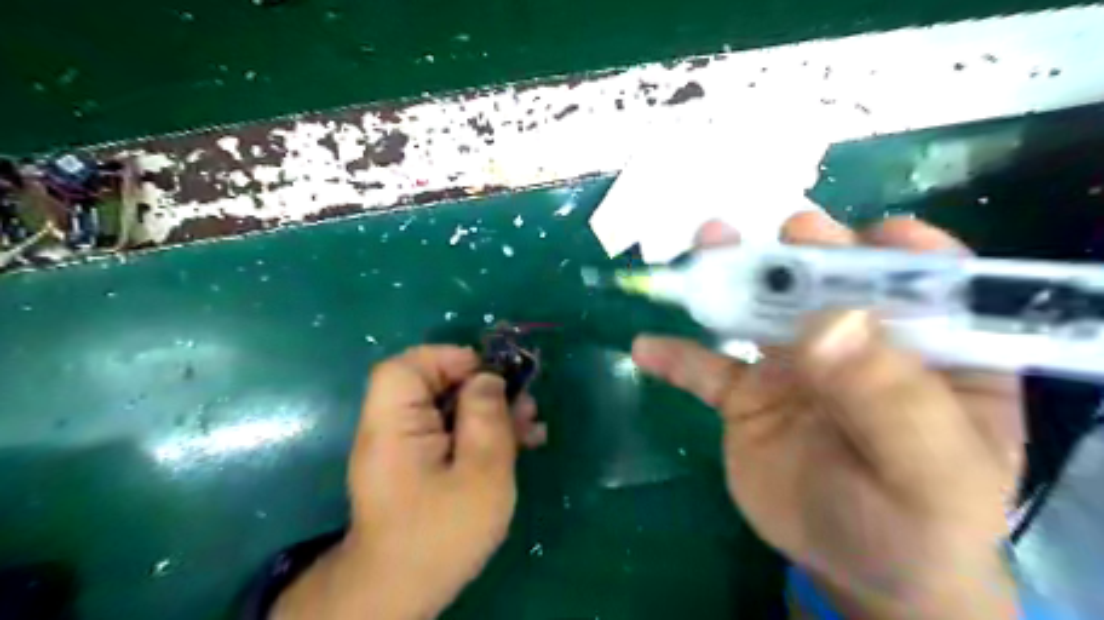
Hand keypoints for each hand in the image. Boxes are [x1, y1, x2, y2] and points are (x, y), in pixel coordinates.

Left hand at [274, 346, 544, 619]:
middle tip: (523, 402)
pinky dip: (481, 432)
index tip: (490, 375)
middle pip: (433, 385)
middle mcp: (391, 428)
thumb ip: (486, 418)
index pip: (406, 367)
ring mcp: (404, 447)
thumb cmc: (443, 533)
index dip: (448, 359)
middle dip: (482, 388)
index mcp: (393, 425)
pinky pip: (449, 432)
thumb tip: (488, 378)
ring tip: (530, 423)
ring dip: (489, 411)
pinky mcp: (418, 463)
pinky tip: (519, 443)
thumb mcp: (480, 472)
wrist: (405, 590)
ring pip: (448, 408)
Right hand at [630, 213, 1025, 619]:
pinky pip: (705, 369)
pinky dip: (675, 356)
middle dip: (806, 251)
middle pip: (829, 284)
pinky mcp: (746, 396)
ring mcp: (792, 367)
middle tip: (786, 232)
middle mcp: (856, 345)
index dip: (900, 251)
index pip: (927, 282)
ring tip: (706, 244)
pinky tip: (646, 347)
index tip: (869, 235)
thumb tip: (828, 321)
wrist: (852, 568)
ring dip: (731, 278)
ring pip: (759, 312)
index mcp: (927, 351)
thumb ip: (889, 397)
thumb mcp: (929, 472)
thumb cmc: (915, 522)